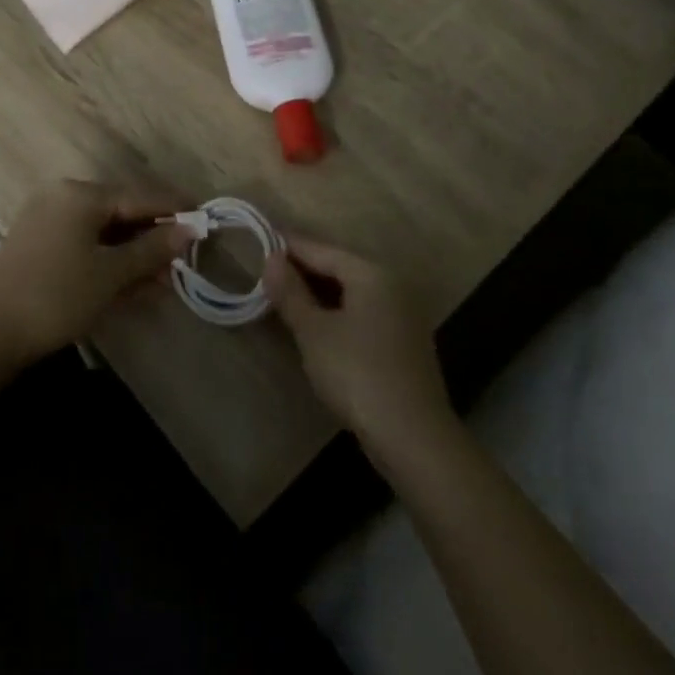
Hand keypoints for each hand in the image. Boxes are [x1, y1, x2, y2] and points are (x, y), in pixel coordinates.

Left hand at [0, 180, 195, 365]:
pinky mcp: (38, 245)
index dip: (174, 208)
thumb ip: (152, 249)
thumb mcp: (111, 273)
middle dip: (154, 236)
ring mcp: (47, 221)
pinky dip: (109, 260)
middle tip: (186, 256)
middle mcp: (62, 198)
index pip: (139, 195)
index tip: (205, 216)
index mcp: (80, 194)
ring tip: (165, 277)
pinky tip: (132, 282)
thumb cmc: (57, 296)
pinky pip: (85, 244)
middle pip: (121, 211)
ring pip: (103, 231)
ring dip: (134, 253)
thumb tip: (189, 230)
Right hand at [264, 236, 454, 459]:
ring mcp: (403, 315)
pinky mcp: (404, 342)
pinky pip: (364, 312)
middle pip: (341, 267)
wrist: (412, 435)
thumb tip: (271, 258)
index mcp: (372, 274)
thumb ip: (291, 293)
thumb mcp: (314, 332)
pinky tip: (318, 324)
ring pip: (353, 291)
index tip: (262, 240)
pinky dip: (338, 310)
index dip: (291, 246)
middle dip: (305, 268)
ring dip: (320, 291)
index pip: (323, 250)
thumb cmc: (356, 373)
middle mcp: (393, 285)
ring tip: (286, 295)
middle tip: (269, 269)